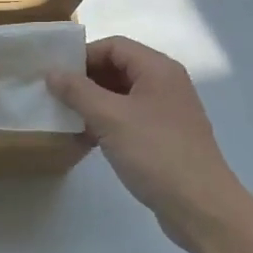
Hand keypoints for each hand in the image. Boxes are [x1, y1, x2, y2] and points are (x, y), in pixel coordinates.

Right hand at [47, 36, 252, 252]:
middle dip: (85, 80)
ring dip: (93, 103)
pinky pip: (129, 119)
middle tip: (55, 96)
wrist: (200, 206)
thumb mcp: (110, 118)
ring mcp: (167, 112)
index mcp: (158, 69)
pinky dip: (107, 123)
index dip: (83, 55)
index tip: (55, 75)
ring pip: (122, 96)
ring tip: (66, 118)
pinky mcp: (164, 137)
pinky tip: (86, 140)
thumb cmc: (155, 152)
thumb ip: (78, 91)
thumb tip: (52, 72)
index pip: (114, 46)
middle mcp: (165, 84)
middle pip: (118, 68)